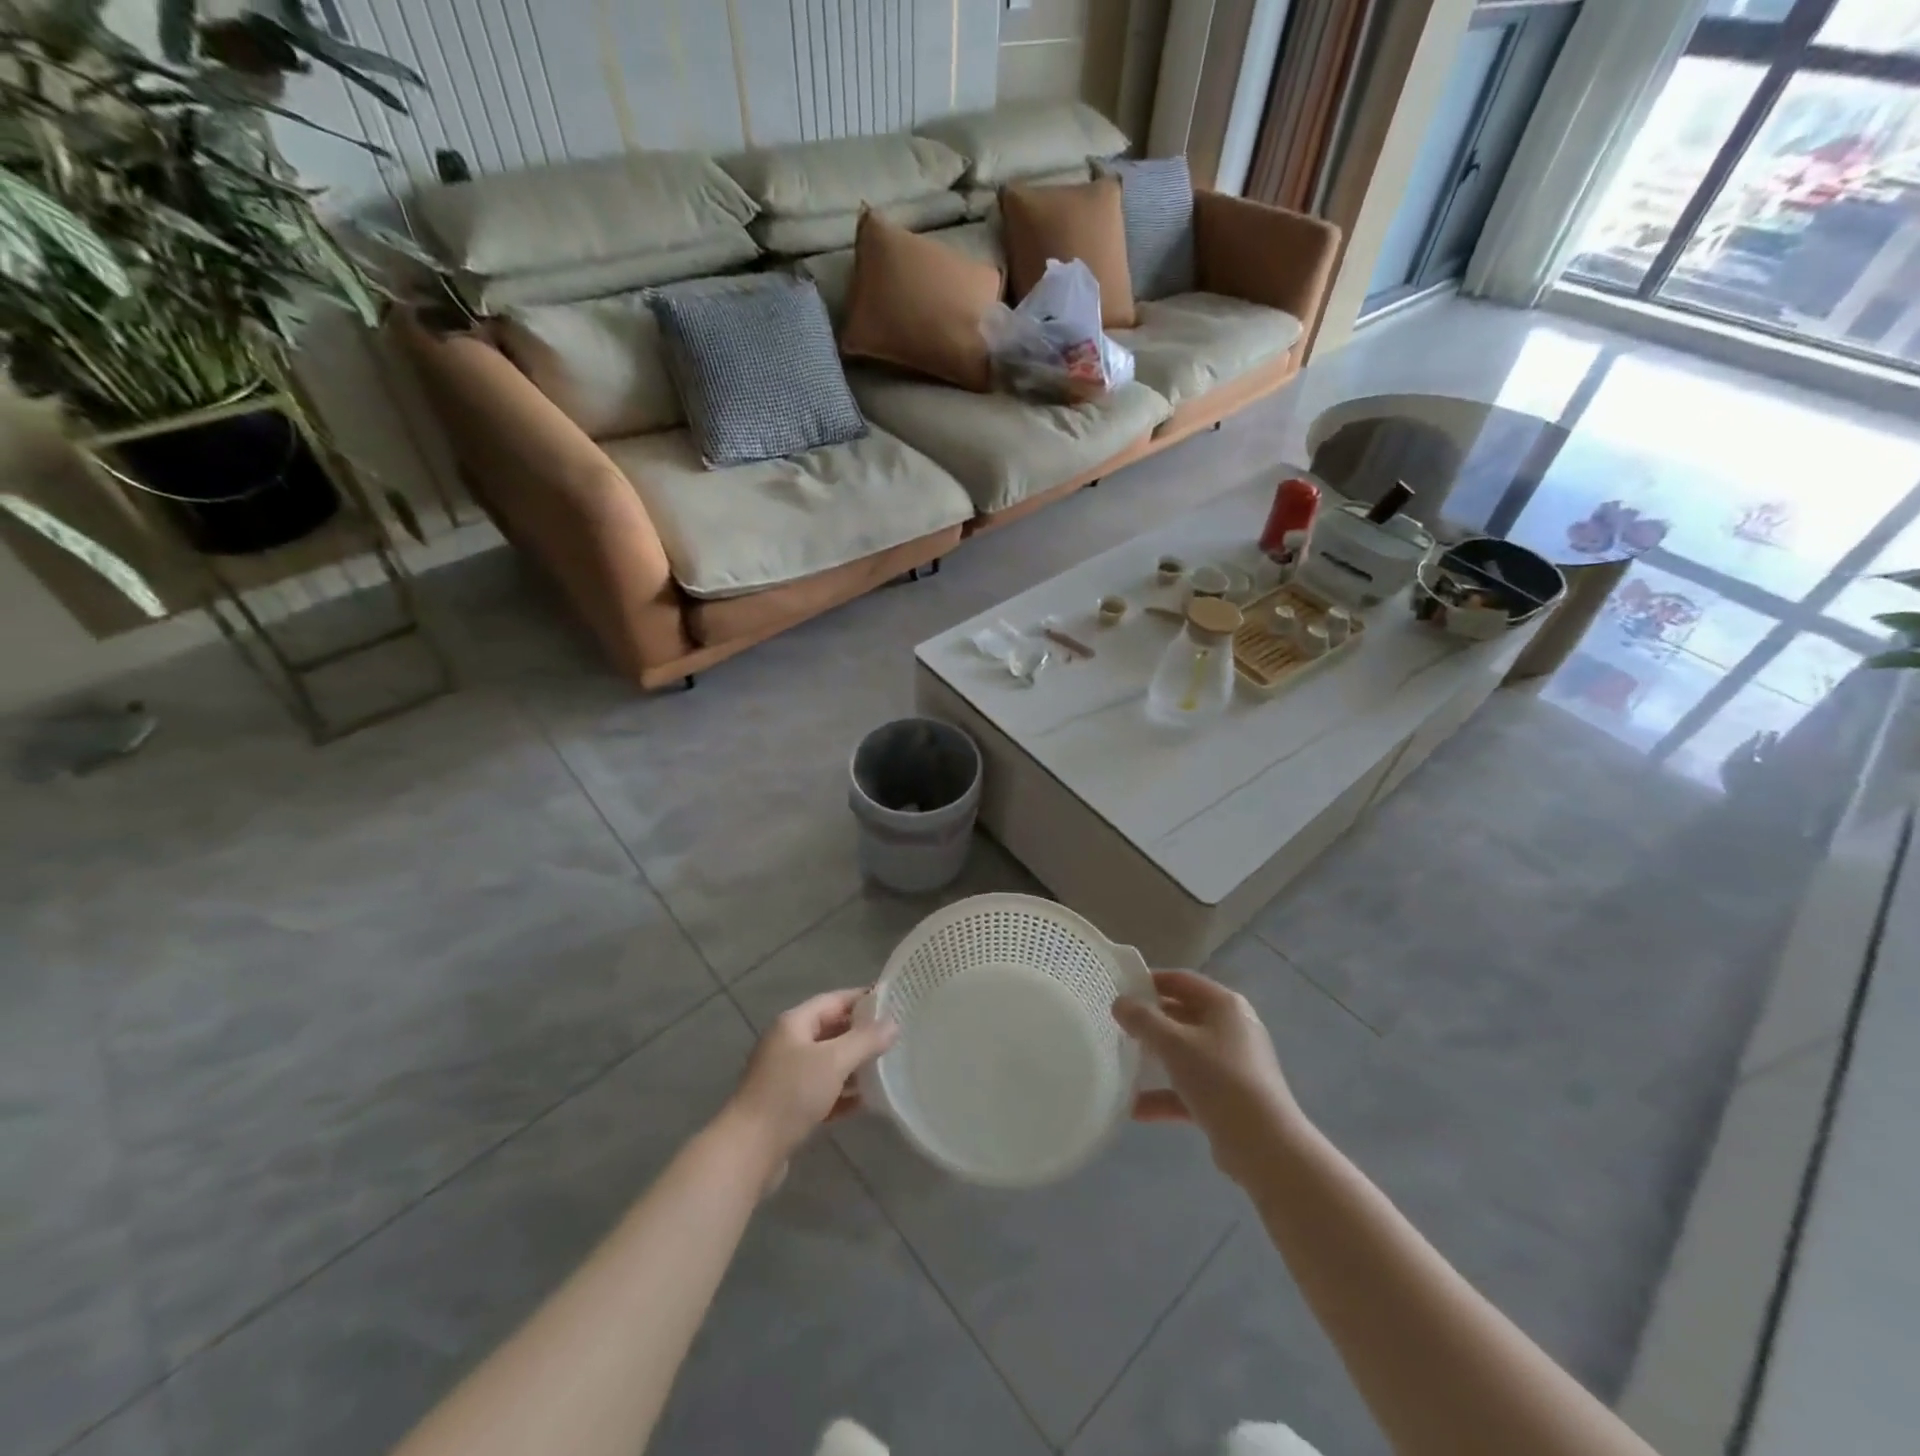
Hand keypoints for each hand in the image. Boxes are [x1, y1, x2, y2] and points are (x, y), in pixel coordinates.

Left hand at [725, 989, 896, 1168]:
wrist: (748, 1151)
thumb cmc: (790, 1094)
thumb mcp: (833, 1061)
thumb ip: (865, 1040)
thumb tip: (893, 1023)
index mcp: (793, 1023)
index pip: (834, 1000)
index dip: (863, 1000)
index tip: (894, 1002)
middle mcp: (788, 1044)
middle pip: (831, 1031)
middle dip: (862, 1035)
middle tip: (896, 1038)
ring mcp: (786, 1077)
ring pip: (828, 1064)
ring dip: (855, 1066)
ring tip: (887, 1069)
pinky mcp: (788, 1107)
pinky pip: (822, 1092)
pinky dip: (843, 1094)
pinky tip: (866, 1103)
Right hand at [1112, 970, 1306, 1184]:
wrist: (1266, 1147)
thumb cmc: (1219, 1080)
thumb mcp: (1174, 1044)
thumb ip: (1143, 1020)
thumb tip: (1120, 1002)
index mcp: (1225, 1005)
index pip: (1182, 980)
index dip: (1150, 981)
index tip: (1120, 990)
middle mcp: (1232, 1029)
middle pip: (1183, 1015)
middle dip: (1150, 1022)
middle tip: (1116, 1025)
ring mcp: (1233, 1065)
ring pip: (1186, 1053)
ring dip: (1156, 1059)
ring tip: (1123, 1062)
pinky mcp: (1230, 1099)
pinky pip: (1191, 1088)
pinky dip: (1166, 1095)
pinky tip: (1135, 1109)